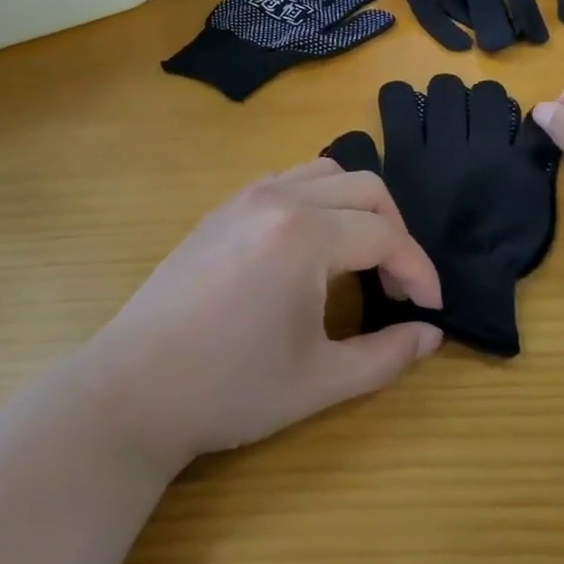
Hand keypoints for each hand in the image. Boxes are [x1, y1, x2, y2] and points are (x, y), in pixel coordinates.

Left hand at [80, 161, 443, 472]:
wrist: (132, 391)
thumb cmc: (230, 389)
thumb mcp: (320, 381)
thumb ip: (387, 356)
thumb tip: (430, 335)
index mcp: (303, 235)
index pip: (385, 236)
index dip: (419, 271)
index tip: (432, 309)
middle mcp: (277, 199)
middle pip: (364, 187)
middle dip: (395, 231)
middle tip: (400, 284)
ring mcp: (243, 198)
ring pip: (323, 173)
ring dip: (356, 207)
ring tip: (361, 258)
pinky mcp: (220, 210)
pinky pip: (286, 182)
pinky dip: (318, 200)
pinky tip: (312, 248)